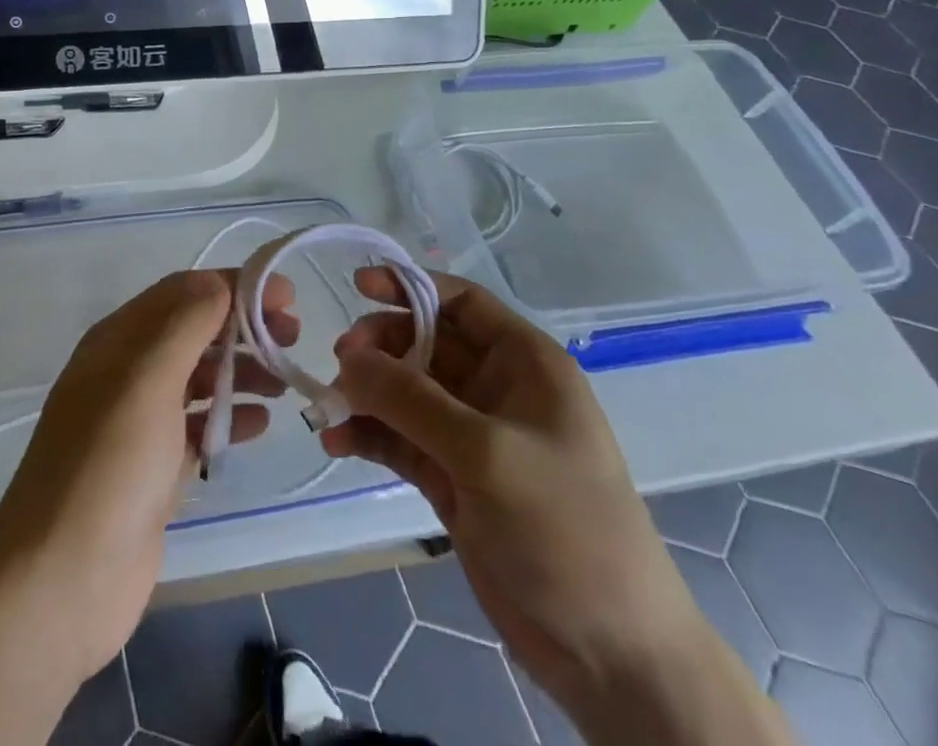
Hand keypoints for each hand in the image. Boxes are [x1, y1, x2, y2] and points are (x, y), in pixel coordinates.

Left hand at [0, 267, 298, 679]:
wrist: (62, 582)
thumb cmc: (108, 466)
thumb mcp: (146, 380)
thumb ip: (185, 325)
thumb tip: (217, 282)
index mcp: (118, 340)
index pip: (183, 293)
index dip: (233, 286)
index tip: (285, 295)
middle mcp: (127, 372)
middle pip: (193, 332)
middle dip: (242, 327)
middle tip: (293, 337)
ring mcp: (138, 423)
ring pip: (198, 379)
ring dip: (241, 371)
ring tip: (285, 380)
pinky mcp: (152, 469)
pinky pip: (198, 427)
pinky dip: (230, 418)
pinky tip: (262, 423)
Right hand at [321, 268, 791, 745]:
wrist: (608, 654)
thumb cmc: (565, 527)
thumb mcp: (487, 453)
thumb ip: (411, 399)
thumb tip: (347, 357)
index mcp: (524, 363)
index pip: (460, 302)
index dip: (410, 286)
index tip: (358, 284)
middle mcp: (495, 389)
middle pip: (423, 343)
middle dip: (379, 347)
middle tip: (340, 363)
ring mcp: (471, 436)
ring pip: (404, 393)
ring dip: (365, 394)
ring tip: (329, 407)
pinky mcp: (450, 478)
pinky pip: (398, 438)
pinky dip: (367, 435)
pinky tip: (337, 443)